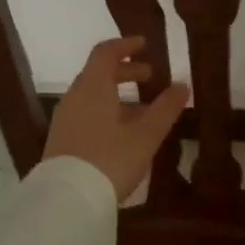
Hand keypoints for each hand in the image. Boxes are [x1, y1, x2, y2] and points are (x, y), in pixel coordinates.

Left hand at [45, 36, 190, 202]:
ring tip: (143, 110)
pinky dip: (106, 112)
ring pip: (92, 96)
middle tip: (149, 77)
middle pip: (98, 73)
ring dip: (117, 95)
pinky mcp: (61, 140)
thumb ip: (165, 108)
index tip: (145, 45)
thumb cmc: (111, 159)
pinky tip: (123, 133)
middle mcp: (75, 97)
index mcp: (93, 87)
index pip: (105, 52)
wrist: (68, 199)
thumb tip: (182, 85)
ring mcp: (65, 119)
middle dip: (125, 71)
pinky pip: (86, 114)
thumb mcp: (146, 135)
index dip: (126, 45)